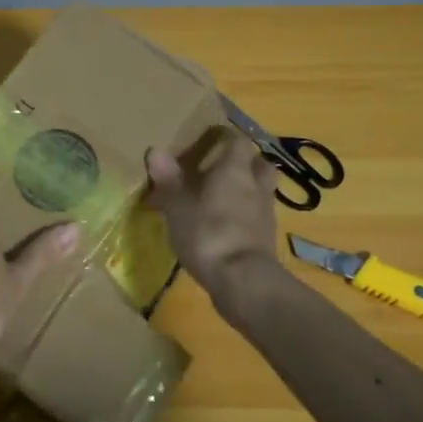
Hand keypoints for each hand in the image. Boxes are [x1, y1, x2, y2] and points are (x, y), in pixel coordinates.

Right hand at [145, 128, 279, 300]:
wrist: (242, 281)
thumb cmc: (207, 233)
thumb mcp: (177, 205)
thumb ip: (168, 178)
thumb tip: (154, 150)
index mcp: (234, 170)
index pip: (238, 141)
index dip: (225, 140)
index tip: (209, 143)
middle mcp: (255, 185)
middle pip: (259, 163)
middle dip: (245, 163)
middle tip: (222, 170)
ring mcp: (265, 213)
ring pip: (262, 190)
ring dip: (249, 190)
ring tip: (225, 199)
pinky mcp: (267, 239)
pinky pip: (258, 217)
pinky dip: (247, 216)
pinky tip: (229, 226)